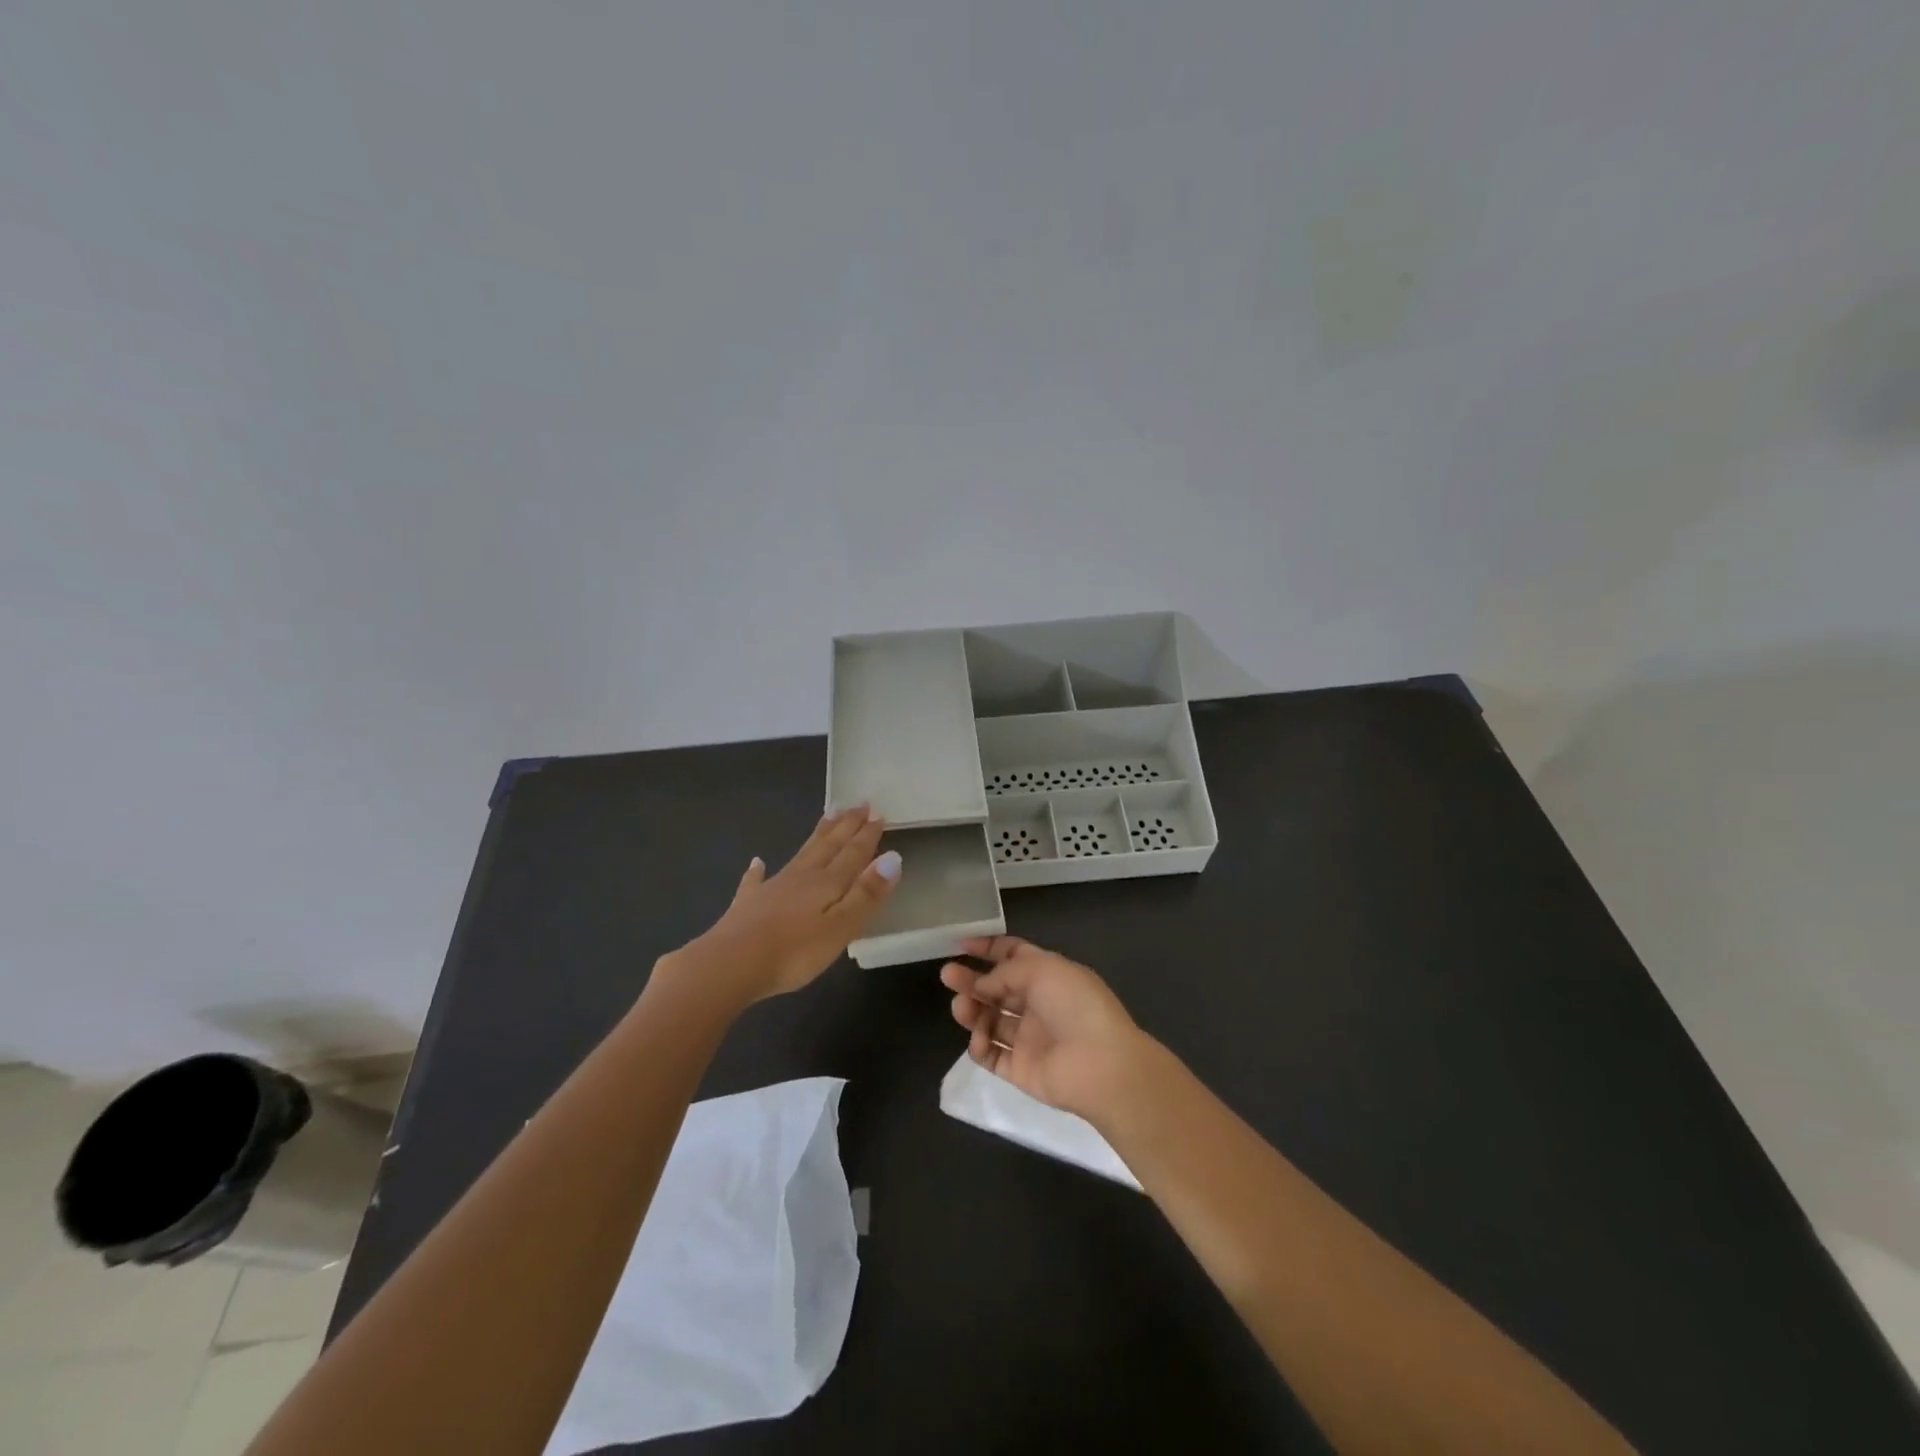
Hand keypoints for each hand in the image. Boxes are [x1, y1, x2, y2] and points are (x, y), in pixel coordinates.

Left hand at [674, 806, 900, 1002]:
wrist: (729, 965)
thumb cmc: (793, 952)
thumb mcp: (840, 927)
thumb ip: (866, 894)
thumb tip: (892, 858)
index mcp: (827, 884)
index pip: (853, 854)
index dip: (867, 835)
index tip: (878, 812)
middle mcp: (801, 877)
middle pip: (828, 846)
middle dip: (846, 826)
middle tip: (858, 804)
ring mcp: (772, 888)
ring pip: (801, 855)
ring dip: (817, 836)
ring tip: (828, 815)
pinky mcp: (747, 905)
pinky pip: (755, 881)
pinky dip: (758, 871)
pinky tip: (757, 862)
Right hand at [940, 936, 1149, 1121]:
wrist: (1100, 1064)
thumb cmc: (1074, 1005)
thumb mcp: (1041, 970)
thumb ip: (1004, 972)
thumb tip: (982, 983)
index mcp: (1048, 975)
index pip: (1014, 956)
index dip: (989, 949)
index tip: (961, 945)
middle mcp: (1037, 1004)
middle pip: (997, 988)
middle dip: (972, 980)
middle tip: (947, 975)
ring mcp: (1028, 1038)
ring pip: (990, 1020)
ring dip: (972, 1011)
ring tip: (961, 1009)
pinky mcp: (1020, 1069)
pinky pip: (991, 1055)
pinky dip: (980, 1045)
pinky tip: (979, 1040)